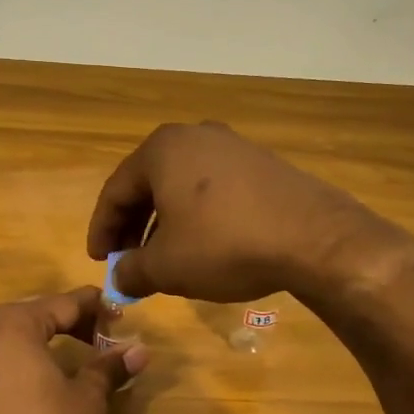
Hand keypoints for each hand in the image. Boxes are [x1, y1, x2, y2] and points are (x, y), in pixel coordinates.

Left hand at [0, 288, 147, 413]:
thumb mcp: (85, 399)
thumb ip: (109, 368)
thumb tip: (140, 350)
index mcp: (15, 322)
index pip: (65, 303)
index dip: (96, 308)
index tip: (120, 316)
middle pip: (37, 314)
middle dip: (70, 323)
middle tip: (100, 339)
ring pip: (13, 334)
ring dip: (43, 341)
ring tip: (72, 358)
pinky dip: (19, 359)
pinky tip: (38, 377)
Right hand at [86, 122, 413, 303]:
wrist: (314, 238)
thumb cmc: (224, 245)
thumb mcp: (167, 267)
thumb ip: (132, 271)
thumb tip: (120, 278)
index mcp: (162, 150)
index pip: (115, 191)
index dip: (102, 230)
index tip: (99, 261)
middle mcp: (194, 136)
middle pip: (148, 183)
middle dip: (133, 226)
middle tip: (127, 260)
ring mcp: (232, 146)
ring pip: (181, 186)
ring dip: (164, 222)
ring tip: (163, 257)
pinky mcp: (262, 163)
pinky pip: (213, 188)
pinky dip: (197, 215)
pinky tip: (204, 244)